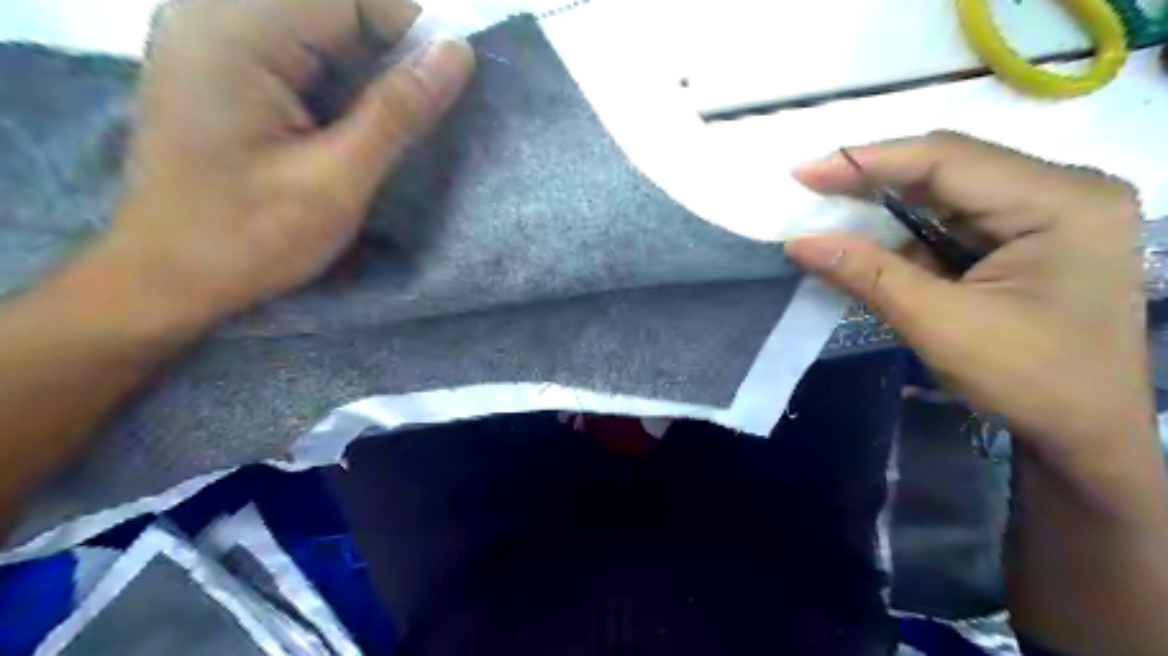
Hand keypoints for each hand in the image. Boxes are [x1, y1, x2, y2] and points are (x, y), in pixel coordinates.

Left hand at [84, 0, 474, 334]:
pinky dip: (337, 79)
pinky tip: (341, 125)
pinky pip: (298, 47)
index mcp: (235, 32)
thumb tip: (458, 53)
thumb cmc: (252, 237)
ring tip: (373, 129)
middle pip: (333, 5)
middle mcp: (213, 14)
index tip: (436, 90)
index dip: (407, 31)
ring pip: (320, 26)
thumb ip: (398, 112)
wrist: (170, 277)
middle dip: (386, 51)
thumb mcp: (338, 180)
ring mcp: (211, 36)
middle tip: (405, 120)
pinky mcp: (220, 63)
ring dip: (364, 68)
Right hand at [784, 131, 1147, 471]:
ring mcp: (1050, 212)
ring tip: (832, 219)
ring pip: (947, 194)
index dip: (867, 161)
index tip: (804, 173)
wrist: (1085, 433)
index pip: (947, 159)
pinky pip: (955, 221)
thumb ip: (867, 273)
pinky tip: (873, 249)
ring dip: (887, 211)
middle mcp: (1061, 190)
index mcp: (1059, 201)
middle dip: (874, 182)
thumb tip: (799, 242)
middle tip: (812, 189)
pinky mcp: (1031, 236)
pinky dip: (907, 236)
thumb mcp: (939, 325)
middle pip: (949, 169)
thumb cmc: (1028, 380)